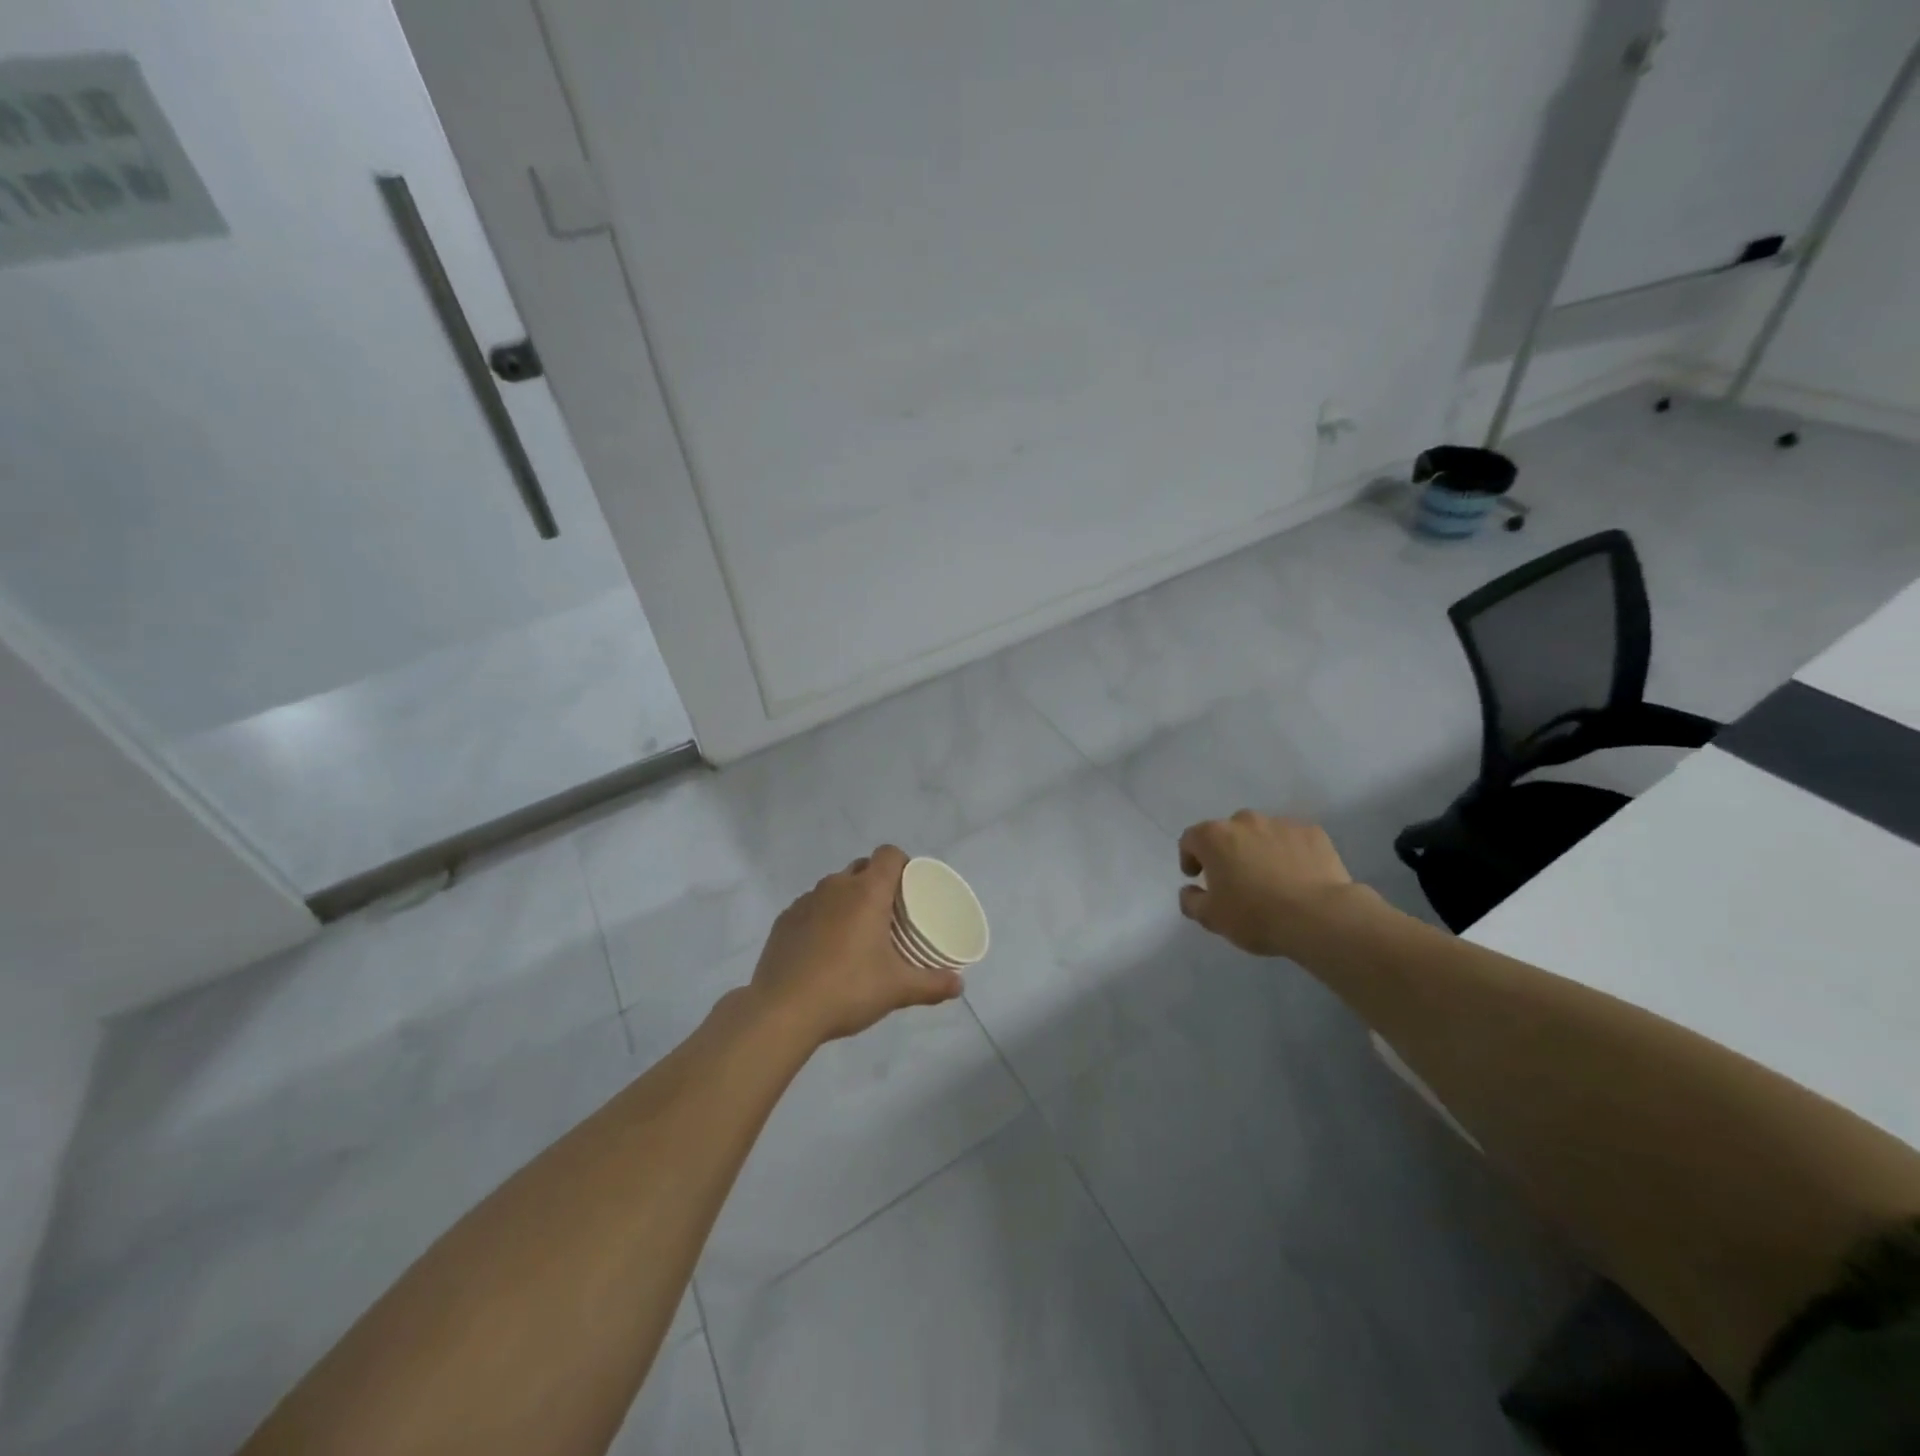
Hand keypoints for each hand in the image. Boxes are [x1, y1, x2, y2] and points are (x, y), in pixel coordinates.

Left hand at [749, 844, 963, 1044]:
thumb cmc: (848, 989)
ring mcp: (805, 901)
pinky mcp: (784, 920)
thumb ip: (932, 984)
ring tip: (856, 934)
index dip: (903, 864)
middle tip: (889, 915)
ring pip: (834, 888)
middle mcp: (836, 886)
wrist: (782, 1011)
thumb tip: (960, 984)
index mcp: (867, 891)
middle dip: (877, 883)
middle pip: (862, 868)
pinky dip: (822, 918)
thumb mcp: (897, 989)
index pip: (889, 854)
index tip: (910, 888)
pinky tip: (825, 950)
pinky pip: (811, 907)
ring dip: (848, 901)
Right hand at [1177, 811, 1361, 957]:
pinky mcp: (1312, 832)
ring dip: (1258, 849)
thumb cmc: (1256, 915)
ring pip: (1261, 833)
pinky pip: (1292, 839)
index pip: (1191, 839)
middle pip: (1227, 832)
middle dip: (1227, 851)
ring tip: (1270, 878)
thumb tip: (1189, 890)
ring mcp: (1281, 823)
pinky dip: (1289, 852)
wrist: (1320, 917)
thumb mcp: (1211, 918)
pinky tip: (1297, 876)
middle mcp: (1245, 821)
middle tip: (1235, 879)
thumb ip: (1191, 901)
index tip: (1197, 877)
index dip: (1190, 857)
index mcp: (1214, 837)